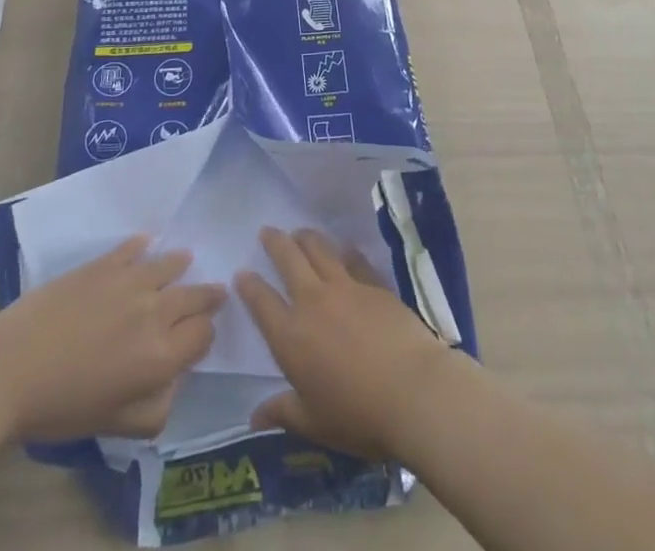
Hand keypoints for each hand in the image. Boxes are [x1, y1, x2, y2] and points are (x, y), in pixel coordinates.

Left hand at [0, 235, 224, 441]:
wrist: (10, 369)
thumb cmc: (61, 407)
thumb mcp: (113, 426)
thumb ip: (155, 409)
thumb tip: (173, 382)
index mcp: (161, 357)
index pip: (203, 335)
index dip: (204, 335)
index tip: (198, 336)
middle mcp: (155, 313)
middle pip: (195, 296)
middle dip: (207, 296)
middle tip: (213, 293)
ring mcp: (132, 281)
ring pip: (171, 265)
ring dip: (181, 265)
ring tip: (185, 260)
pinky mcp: (106, 263)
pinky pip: (134, 248)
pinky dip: (143, 246)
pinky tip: (145, 243)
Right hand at [235, 227, 455, 462]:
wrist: (412, 391)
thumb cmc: (358, 415)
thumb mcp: (314, 423)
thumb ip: (283, 413)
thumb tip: (254, 417)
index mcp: (291, 337)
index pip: (262, 302)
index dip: (249, 286)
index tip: (242, 272)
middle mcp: (313, 302)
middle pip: (289, 260)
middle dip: (275, 243)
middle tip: (267, 231)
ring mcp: (346, 287)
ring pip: (320, 250)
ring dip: (306, 237)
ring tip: (300, 232)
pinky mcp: (374, 284)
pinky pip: (354, 259)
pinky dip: (346, 251)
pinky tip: (345, 247)